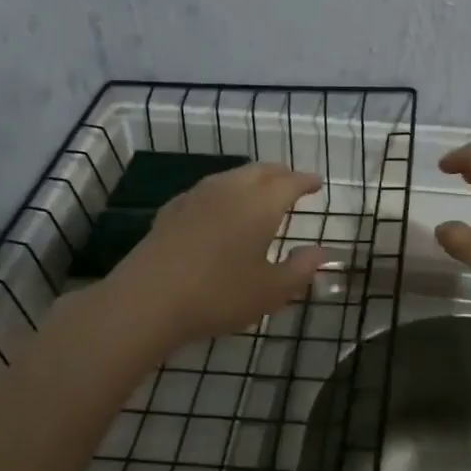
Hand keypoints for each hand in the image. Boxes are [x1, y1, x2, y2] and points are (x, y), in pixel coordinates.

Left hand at [114, 163, 331, 347]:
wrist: (148, 300)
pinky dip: (224, 192)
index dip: (306, 181)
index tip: (317, 183)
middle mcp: (230, 190)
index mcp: (260, 204)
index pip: (290, 182)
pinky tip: (218, 207)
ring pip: (232, 176)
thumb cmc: (219, 295)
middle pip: (260, 171)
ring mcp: (197, 197)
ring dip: (251, 178)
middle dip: (280, 174)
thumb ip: (300, 269)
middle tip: (291, 181)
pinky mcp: (172, 210)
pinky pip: (207, 191)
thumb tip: (321, 252)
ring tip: (259, 191)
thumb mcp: (271, 291)